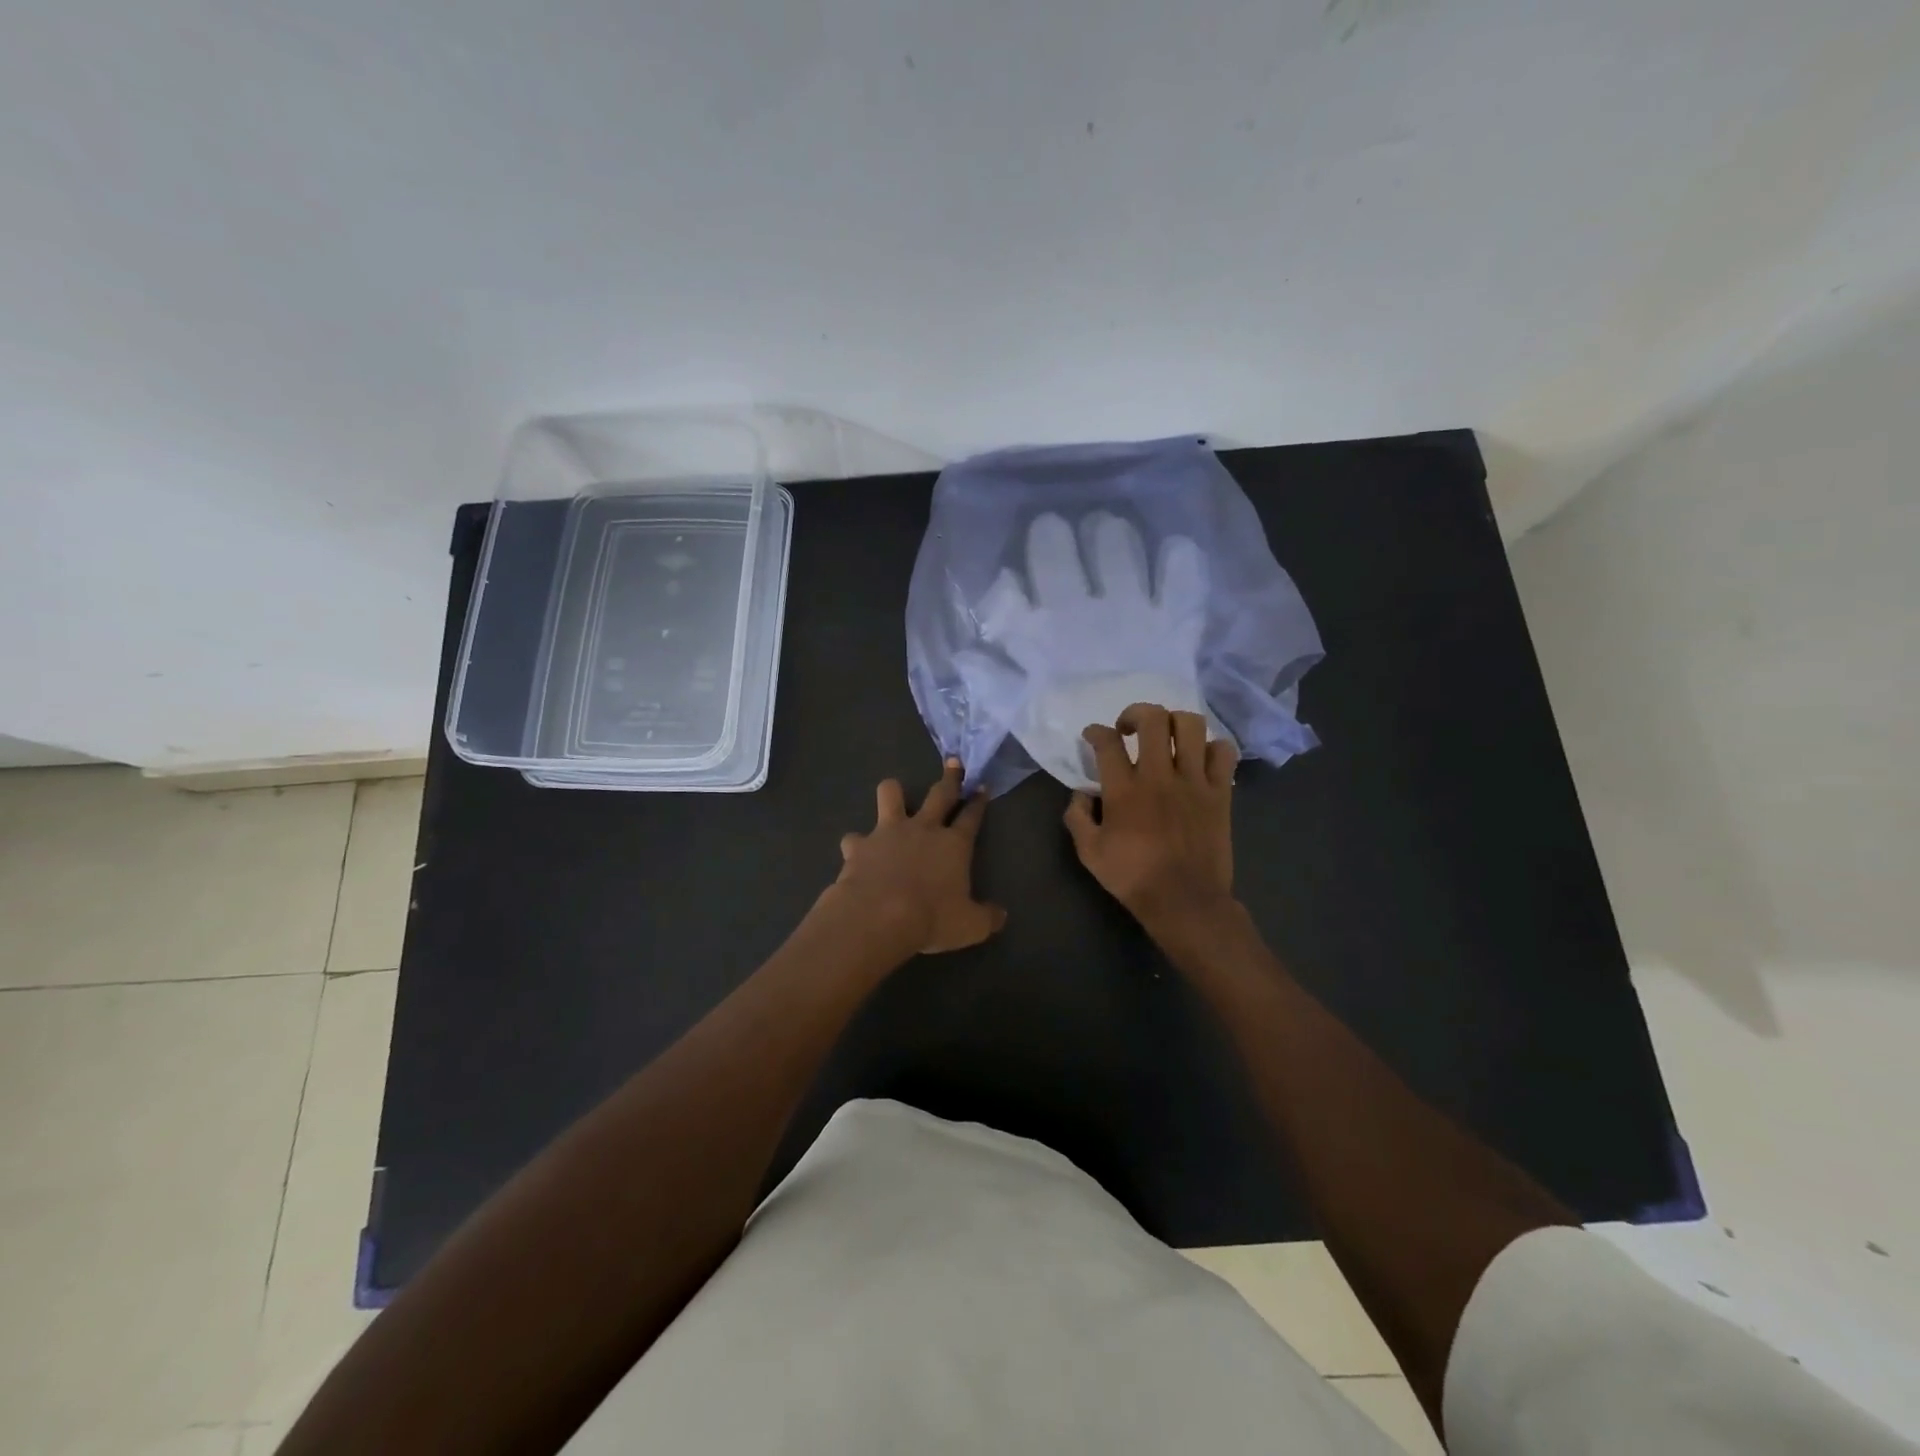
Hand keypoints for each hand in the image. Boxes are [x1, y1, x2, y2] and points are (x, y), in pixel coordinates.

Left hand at [828, 759, 1007, 954]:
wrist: (878, 916)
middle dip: (949, 778)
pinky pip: (855, 838)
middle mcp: (923, 829)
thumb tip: (1000, 915)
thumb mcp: (971, 926)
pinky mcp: (859, 845)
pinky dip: (857, 844)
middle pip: (940, 794)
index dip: (978, 802)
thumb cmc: (932, 918)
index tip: (982, 787)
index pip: (971, 816)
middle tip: (953, 762)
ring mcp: (888, 832)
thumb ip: (987, 917)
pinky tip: (856, 852)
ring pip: (890, 795)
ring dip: (893, 792)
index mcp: (954, 844)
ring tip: (894, 792)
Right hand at [1063, 703, 1239, 935]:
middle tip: (1129, 729)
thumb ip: (1078, 817)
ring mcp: (1194, 781)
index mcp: (1124, 790)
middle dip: (1136, 713)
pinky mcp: (1221, 793)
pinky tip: (1199, 759)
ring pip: (1190, 726)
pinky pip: (1223, 752)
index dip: (1095, 731)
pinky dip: (1212, 747)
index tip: (1093, 735)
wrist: (1185, 901)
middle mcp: (1159, 776)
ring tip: (1166, 737)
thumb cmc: (1133, 878)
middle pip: (1152, 719)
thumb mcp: (1089, 853)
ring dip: (1174, 723)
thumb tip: (1080, 794)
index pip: (1107, 742)